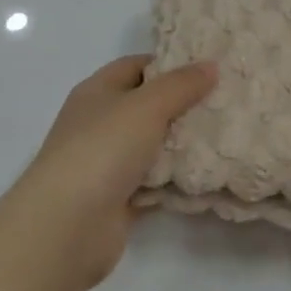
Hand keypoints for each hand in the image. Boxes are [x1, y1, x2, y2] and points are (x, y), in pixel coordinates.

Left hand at [10, 55, 216, 290]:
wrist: (67, 227)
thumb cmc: (103, 149)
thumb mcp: (147, 105)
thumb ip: (181, 84)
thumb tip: (211, 65)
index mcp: (97, 92)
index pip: (137, 66)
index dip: (170, 64)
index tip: (208, 68)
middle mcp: (100, 123)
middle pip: (147, 106)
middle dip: (183, 104)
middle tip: (224, 101)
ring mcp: (107, 163)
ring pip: (152, 145)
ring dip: (182, 144)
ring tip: (224, 135)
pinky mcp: (118, 198)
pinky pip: (154, 181)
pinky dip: (175, 179)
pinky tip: (206, 173)